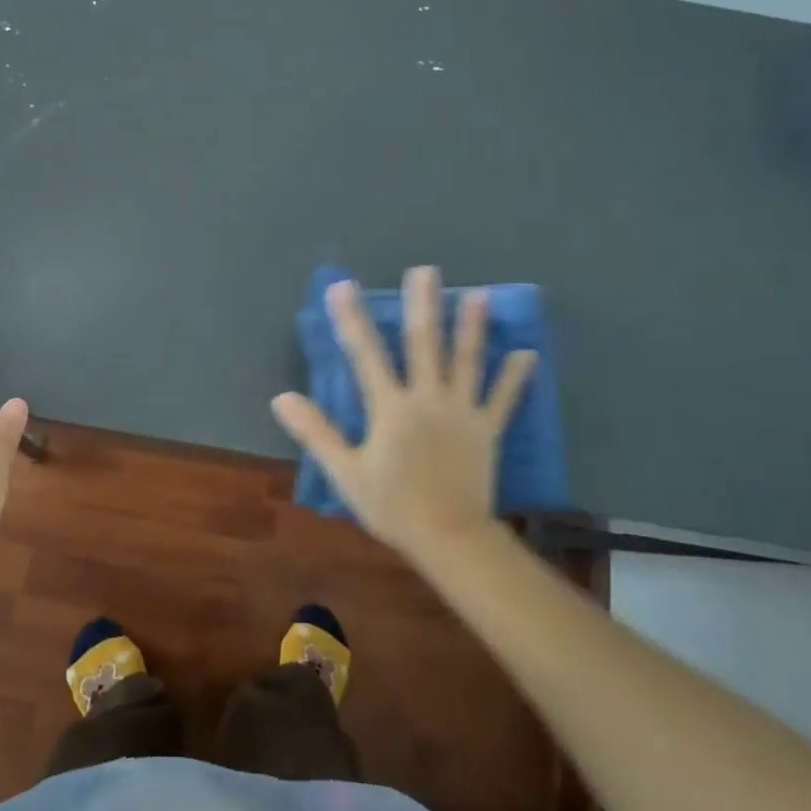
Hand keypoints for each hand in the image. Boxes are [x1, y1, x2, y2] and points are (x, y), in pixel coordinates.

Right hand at [271, 266, 536, 565]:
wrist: (449, 539)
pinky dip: (514, 377)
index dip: (352, 319)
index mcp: (390, 408)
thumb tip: (282, 397)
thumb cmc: (392, 506)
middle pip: (424, 344)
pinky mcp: (487, 429)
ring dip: (472, 328)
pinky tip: (528, 354)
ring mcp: (462, 412)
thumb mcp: (345, 471)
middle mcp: (427, 399)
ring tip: (479, 295)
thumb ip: (316, 431)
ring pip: (467, 362)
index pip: (366, 354)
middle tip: (425, 271)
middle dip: (423, 305)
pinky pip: (502, 399)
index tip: (342, 286)